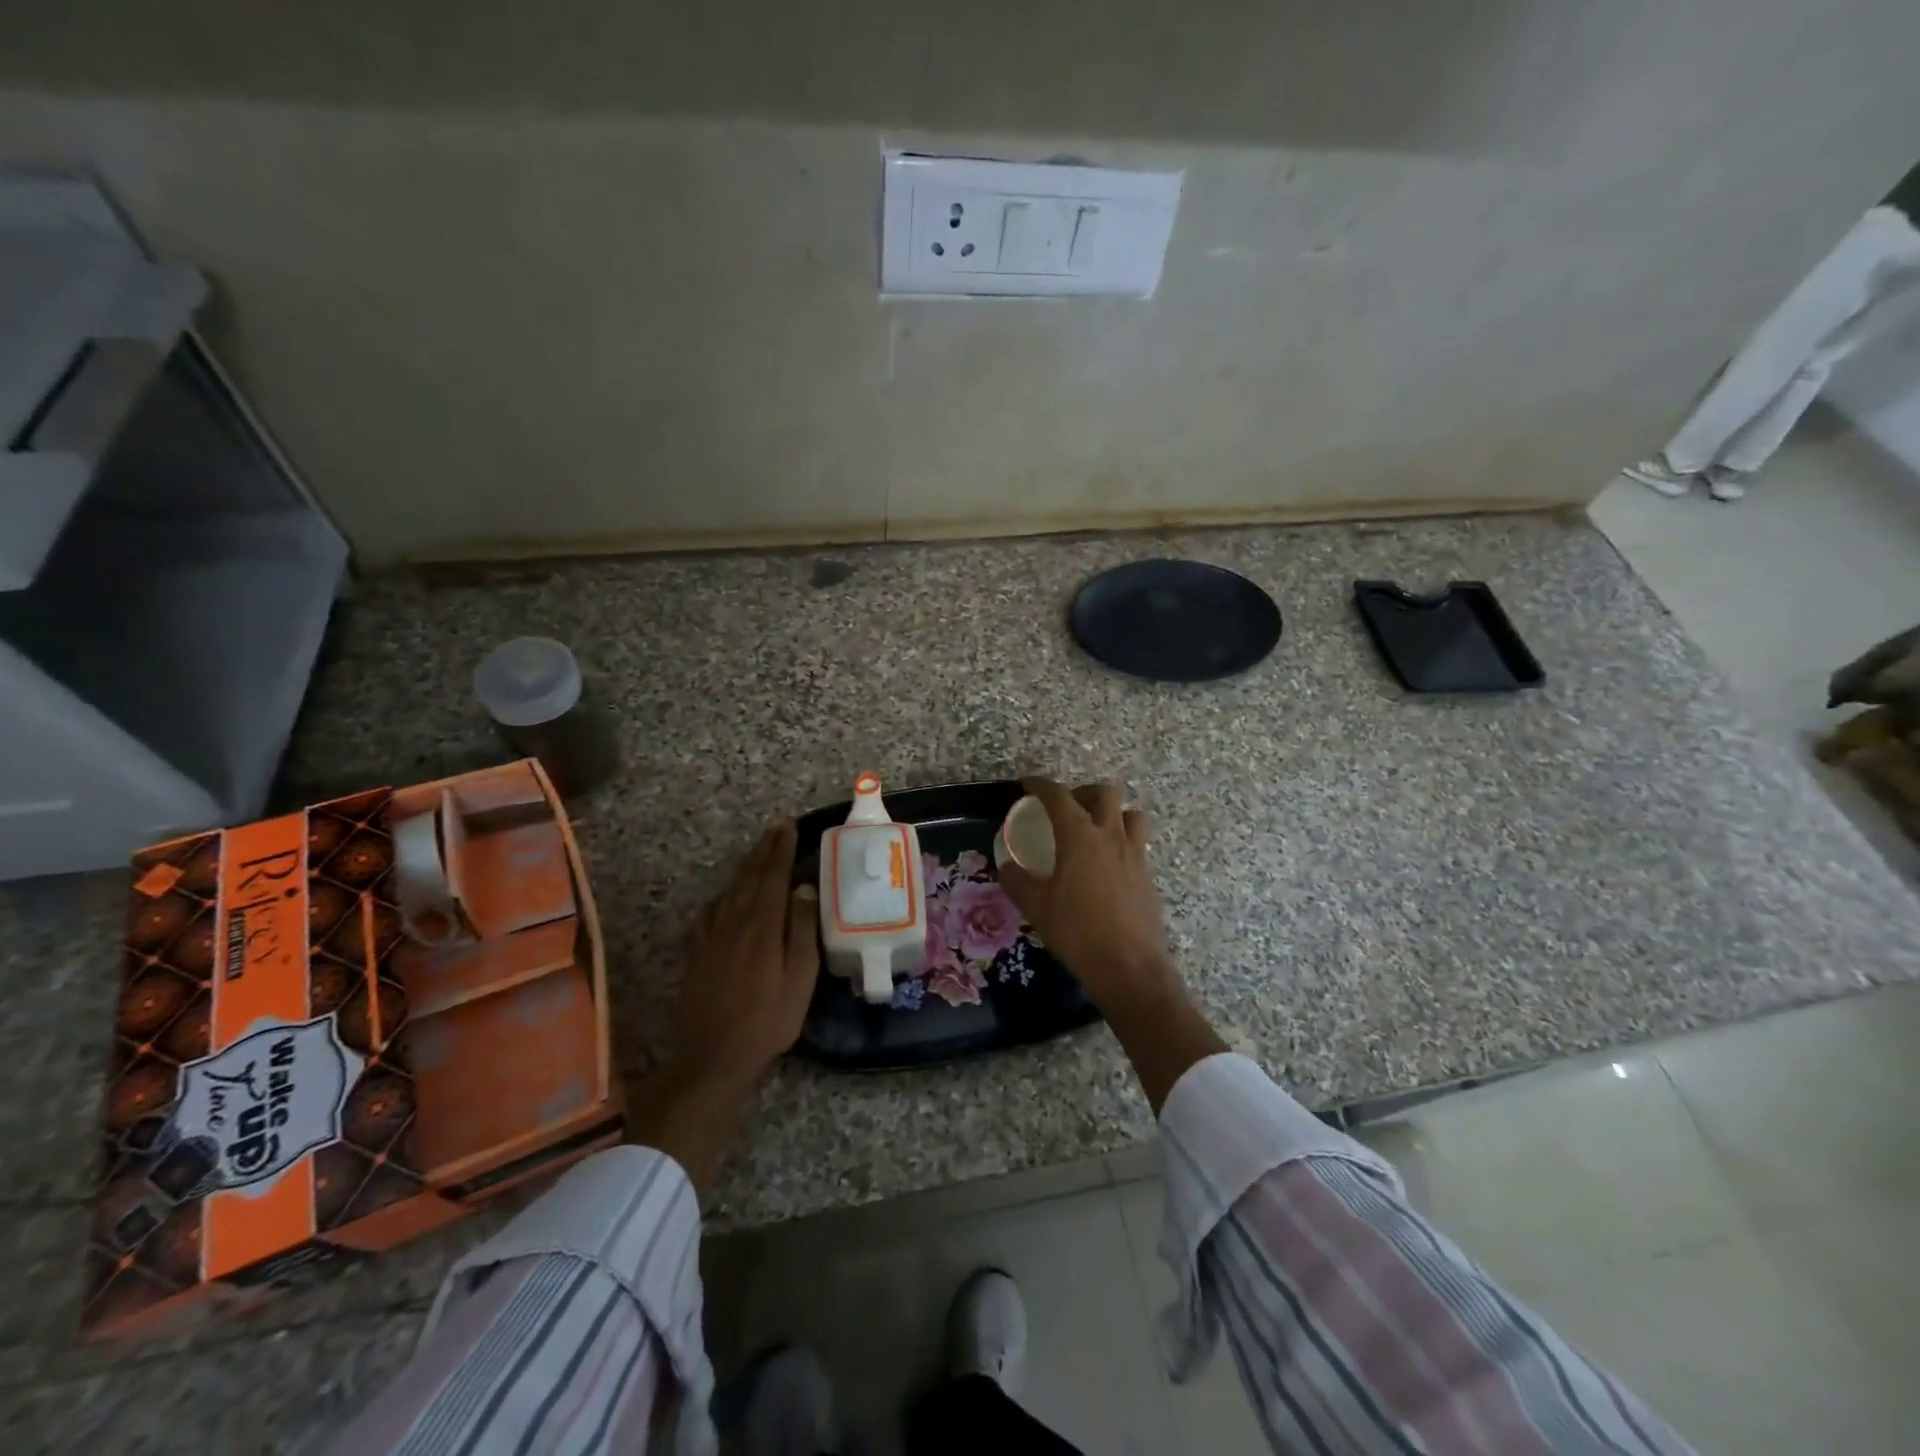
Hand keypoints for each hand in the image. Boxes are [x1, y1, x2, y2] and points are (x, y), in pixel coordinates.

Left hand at [629, 821, 818, 1188]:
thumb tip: (803, 888)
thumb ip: (802, 930)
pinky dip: (724, 893)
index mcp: (761, 926)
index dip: (781, 848)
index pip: (772, 875)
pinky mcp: (698, 952)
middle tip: (776, 828)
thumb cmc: (768, 1020)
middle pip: (749, 877)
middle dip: (764, 850)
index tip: (789, 825)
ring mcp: (711, 936)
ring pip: (730, 890)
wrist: (713, 1057)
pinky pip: (712, 910)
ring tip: (759, 851)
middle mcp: (733, 922)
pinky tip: (727, 894)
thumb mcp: (799, 978)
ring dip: (746, 867)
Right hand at [997, 777, 1176, 1014]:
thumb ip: (1017, 880)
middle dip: (1083, 792)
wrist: (1129, 967)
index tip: (1028, 784)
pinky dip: (1122, 840)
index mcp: (1080, 836)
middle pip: (1104, 793)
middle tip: (1067, 808)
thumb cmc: (1077, 932)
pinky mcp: (1147, 874)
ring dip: (1112, 813)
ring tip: (1094, 830)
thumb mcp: (1036, 906)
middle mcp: (1110, 836)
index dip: (1041, 785)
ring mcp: (1134, 854)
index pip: (1058, 796)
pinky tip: (1107, 864)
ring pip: (1130, 813)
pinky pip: (1137, 842)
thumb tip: (1007, 865)